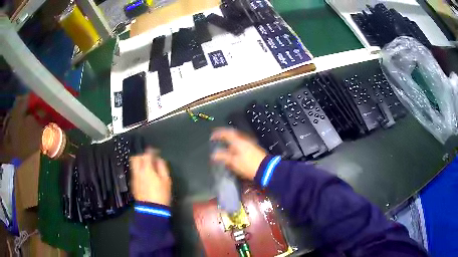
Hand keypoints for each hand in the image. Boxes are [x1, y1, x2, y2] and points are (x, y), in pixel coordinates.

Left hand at [129, 149, 171, 205]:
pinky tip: (145, 177)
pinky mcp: (133, 185)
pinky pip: (134, 173)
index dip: (151, 151)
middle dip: (141, 156)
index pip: (146, 154)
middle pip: (135, 158)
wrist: (152, 209)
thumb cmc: (161, 194)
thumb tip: (159, 160)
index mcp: (147, 169)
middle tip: (149, 159)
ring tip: (147, 168)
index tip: (156, 152)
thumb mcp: (166, 180)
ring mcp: (134, 178)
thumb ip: (162, 167)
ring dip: (139, 164)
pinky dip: (138, 171)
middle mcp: (138, 172)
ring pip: (133, 165)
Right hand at [211, 128, 266, 179]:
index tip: (212, 136)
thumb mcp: (233, 162)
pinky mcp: (254, 149)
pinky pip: (242, 145)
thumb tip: (214, 155)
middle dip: (224, 137)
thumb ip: (223, 156)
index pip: (226, 133)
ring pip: (237, 140)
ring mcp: (250, 144)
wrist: (265, 169)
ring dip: (230, 143)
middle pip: (232, 135)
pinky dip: (236, 147)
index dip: (218, 134)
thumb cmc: (248, 165)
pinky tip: (234, 153)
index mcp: (238, 141)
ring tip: (225, 148)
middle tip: (218, 139)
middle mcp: (244, 140)